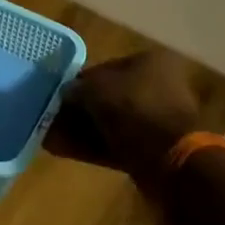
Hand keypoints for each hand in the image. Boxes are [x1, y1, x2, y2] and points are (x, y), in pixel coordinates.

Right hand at [46, 48, 206, 189]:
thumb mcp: (96, 90)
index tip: (60, 95)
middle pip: (110, 96)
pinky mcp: (154, 150)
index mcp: (151, 62)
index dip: (80, 80)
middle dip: (81, 109)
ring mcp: (157, 121)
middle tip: (53, 117)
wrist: (172, 162)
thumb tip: (66, 92)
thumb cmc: (134, 109)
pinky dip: (93, 146)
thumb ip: (77, 88)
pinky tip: (65, 150)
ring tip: (52, 137)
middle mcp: (158, 87)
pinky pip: (117, 143)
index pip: (107, 67)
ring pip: (111, 122)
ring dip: (83, 129)